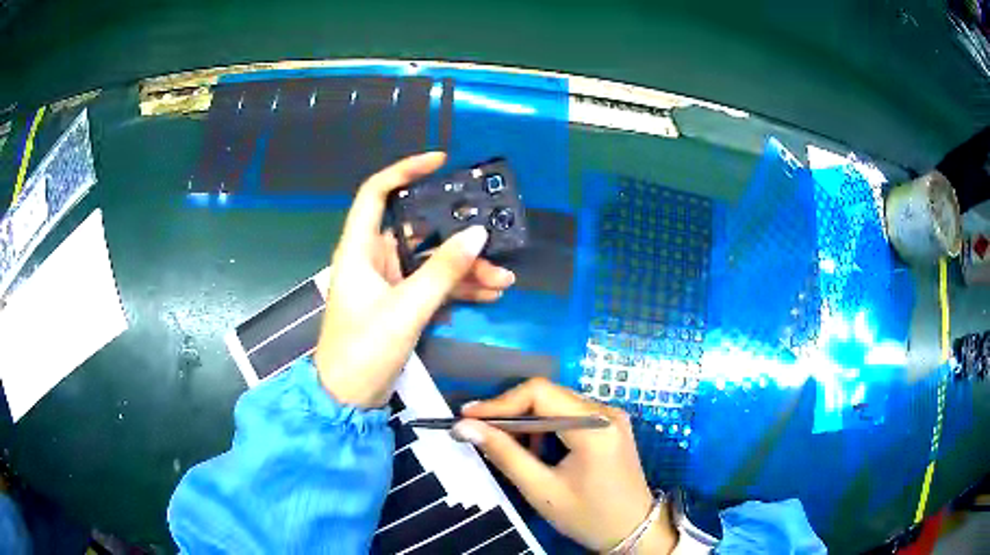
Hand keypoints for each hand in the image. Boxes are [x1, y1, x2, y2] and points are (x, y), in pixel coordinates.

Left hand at [315, 152, 515, 407]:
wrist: (348, 398)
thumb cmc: (364, 350)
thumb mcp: (407, 309)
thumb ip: (443, 271)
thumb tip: (477, 234)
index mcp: (360, 250)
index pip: (376, 193)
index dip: (405, 171)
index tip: (440, 161)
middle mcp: (373, 259)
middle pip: (418, 233)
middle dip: (457, 240)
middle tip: (494, 245)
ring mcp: (388, 283)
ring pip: (431, 264)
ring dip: (465, 270)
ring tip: (503, 281)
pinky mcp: (400, 305)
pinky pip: (433, 287)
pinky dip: (458, 290)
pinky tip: (488, 295)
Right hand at [456, 378, 676, 552]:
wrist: (635, 532)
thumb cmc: (589, 517)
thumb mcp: (542, 490)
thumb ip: (504, 454)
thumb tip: (465, 427)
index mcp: (594, 426)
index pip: (539, 393)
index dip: (499, 402)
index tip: (467, 417)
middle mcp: (606, 411)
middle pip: (548, 395)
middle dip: (510, 411)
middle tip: (479, 431)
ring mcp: (611, 416)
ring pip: (557, 403)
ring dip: (527, 420)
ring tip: (504, 444)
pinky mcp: (610, 426)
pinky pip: (569, 414)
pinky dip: (545, 427)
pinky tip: (534, 450)